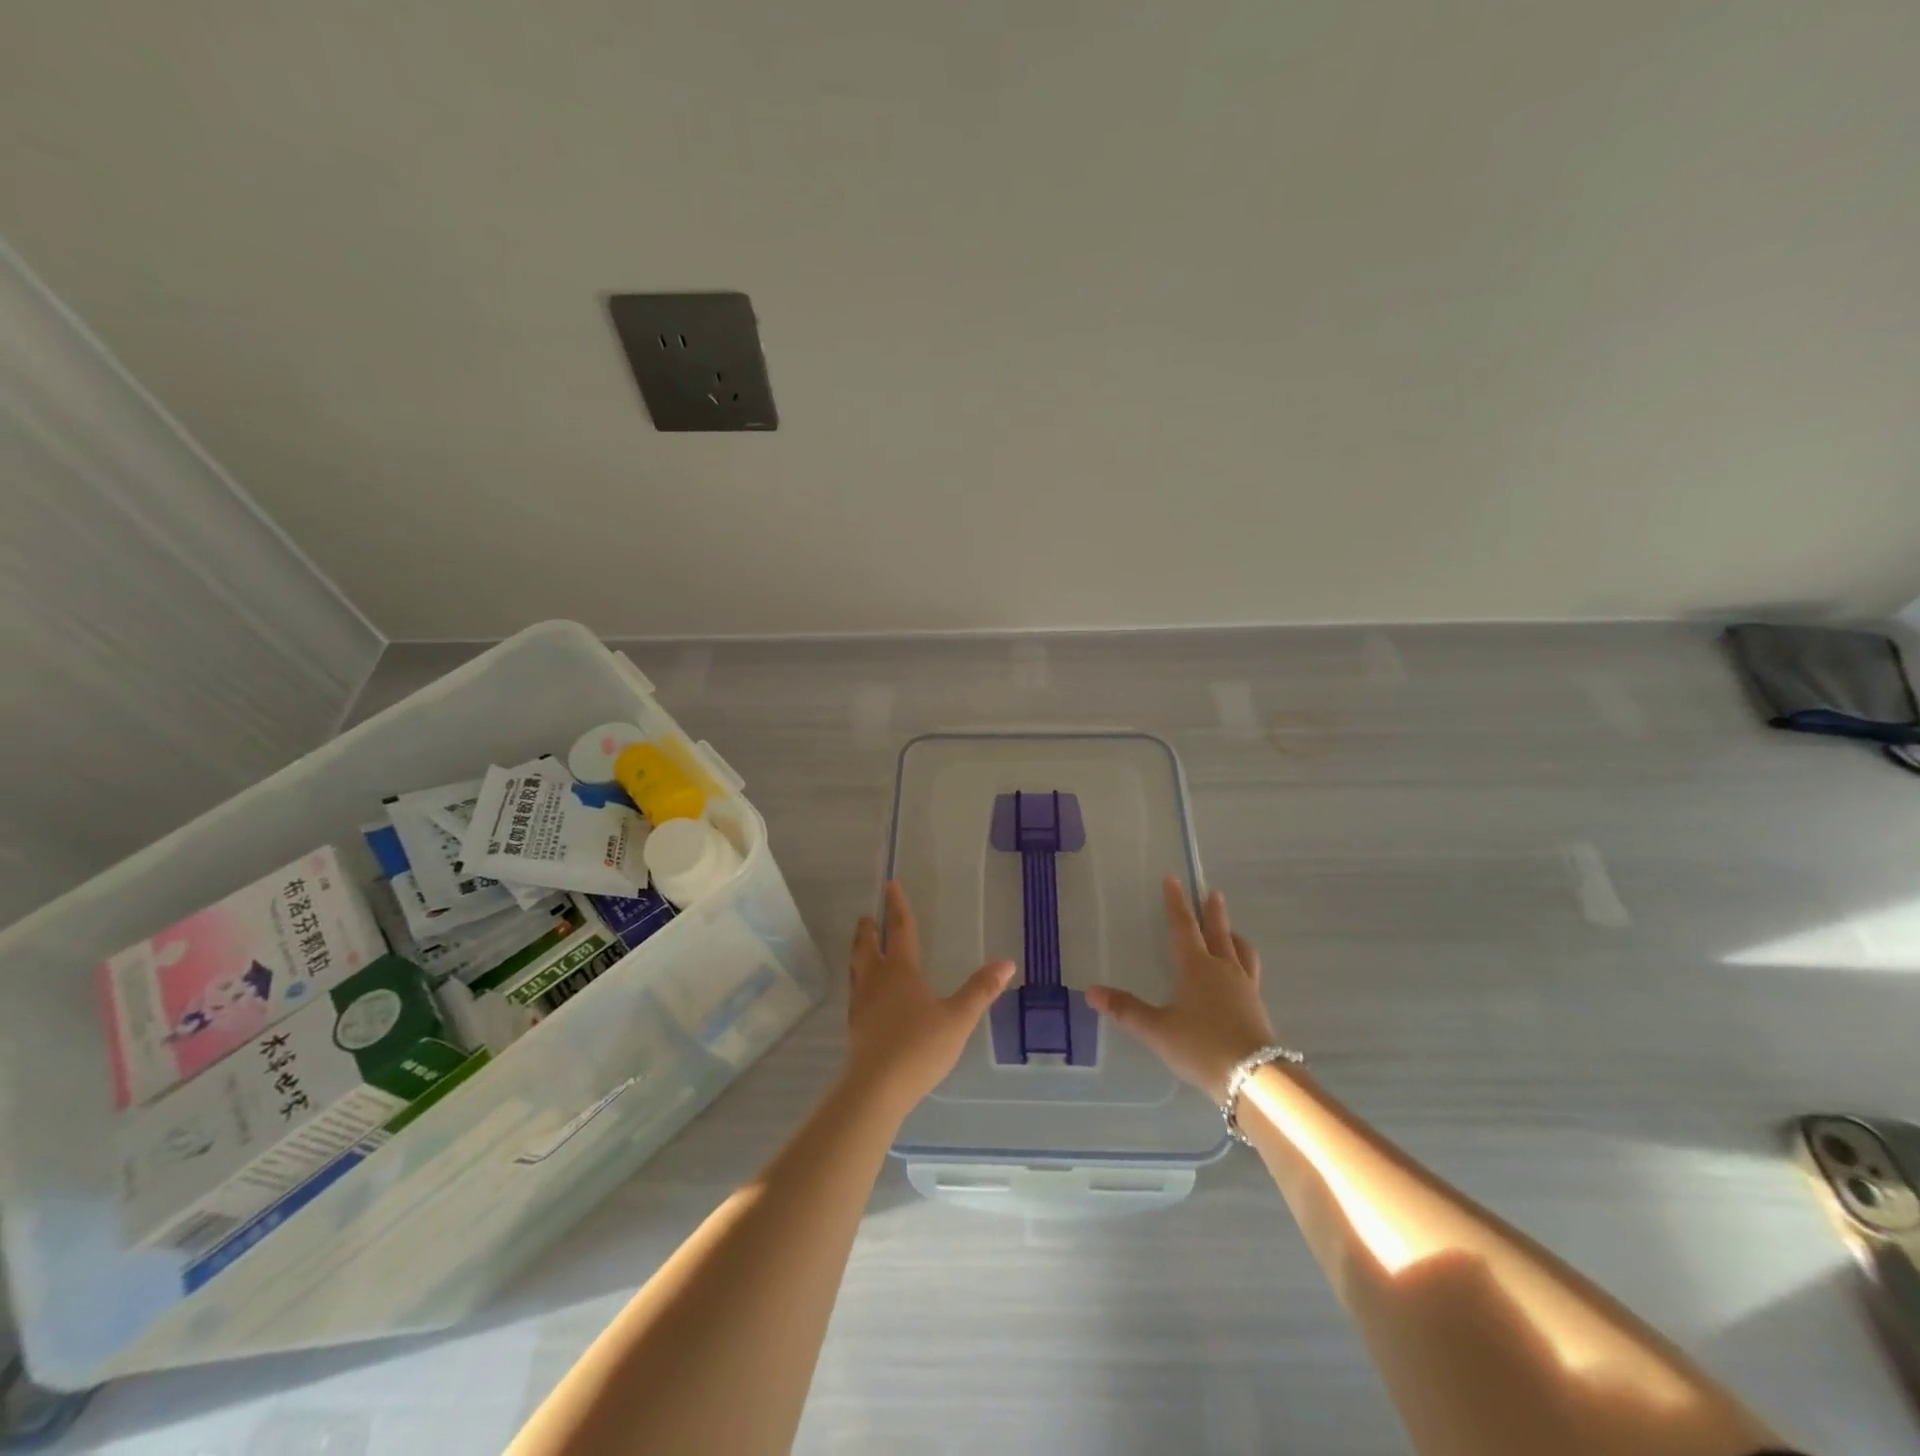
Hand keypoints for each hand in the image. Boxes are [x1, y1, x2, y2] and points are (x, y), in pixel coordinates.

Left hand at [844, 881, 1015, 1114]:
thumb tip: (1006, 963)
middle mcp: (877, 979)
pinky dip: (857, 978)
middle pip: (869, 945)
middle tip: (868, 915)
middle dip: (870, 928)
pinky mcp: (854, 1024)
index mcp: (901, 970)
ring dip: (859, 950)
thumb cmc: (920, 1047)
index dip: (897, 907)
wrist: (876, 1087)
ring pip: (857, 966)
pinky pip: (854, 990)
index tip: (890, 886)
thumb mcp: (958, 1018)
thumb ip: (980, 990)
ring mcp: (861, 1002)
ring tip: (861, 944)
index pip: (900, 929)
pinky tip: (862, 991)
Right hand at [1087, 877, 1276, 1100]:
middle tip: (1212, 893)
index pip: (1184, 927)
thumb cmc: (1201, 1046)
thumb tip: (1091, 992)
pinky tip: (1239, 975)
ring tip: (1231, 932)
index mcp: (1197, 967)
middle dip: (1213, 912)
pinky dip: (1243, 962)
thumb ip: (1126, 1010)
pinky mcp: (1258, 1008)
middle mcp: (1224, 970)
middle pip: (1218, 932)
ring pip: (1241, 951)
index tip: (1174, 880)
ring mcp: (1245, 988)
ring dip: (1233, 936)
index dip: (1176, 903)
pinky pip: (1250, 973)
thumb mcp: (1157, 1030)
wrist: (1254, 1078)